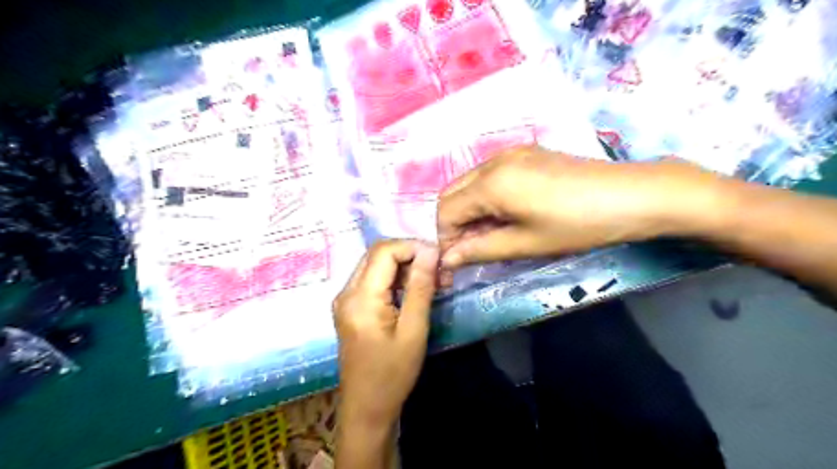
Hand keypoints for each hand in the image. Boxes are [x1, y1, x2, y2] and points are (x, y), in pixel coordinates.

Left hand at [332, 241, 440, 428]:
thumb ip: (420, 287)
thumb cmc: (392, 375)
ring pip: (376, 266)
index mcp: (360, 298)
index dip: (412, 247)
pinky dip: (395, 280)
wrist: (366, 409)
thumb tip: (430, 250)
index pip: (384, 251)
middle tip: (439, 271)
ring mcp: (346, 300)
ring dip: (404, 268)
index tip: (439, 259)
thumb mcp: (413, 330)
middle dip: (410, 255)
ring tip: (433, 281)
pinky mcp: (350, 308)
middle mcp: (347, 292)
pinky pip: (373, 281)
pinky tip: (415, 292)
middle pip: (378, 255)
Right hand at [439, 146, 727, 270]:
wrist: (632, 195)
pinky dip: (486, 197)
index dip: (445, 239)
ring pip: (470, 183)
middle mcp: (493, 161)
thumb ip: (480, 249)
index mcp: (490, 183)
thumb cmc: (577, 225)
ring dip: (469, 210)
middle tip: (469, 250)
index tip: (454, 262)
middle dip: (453, 223)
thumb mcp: (526, 244)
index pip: (446, 211)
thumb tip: (447, 259)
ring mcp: (510, 153)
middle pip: (453, 193)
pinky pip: (490, 175)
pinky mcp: (526, 153)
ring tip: (488, 235)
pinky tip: (505, 214)